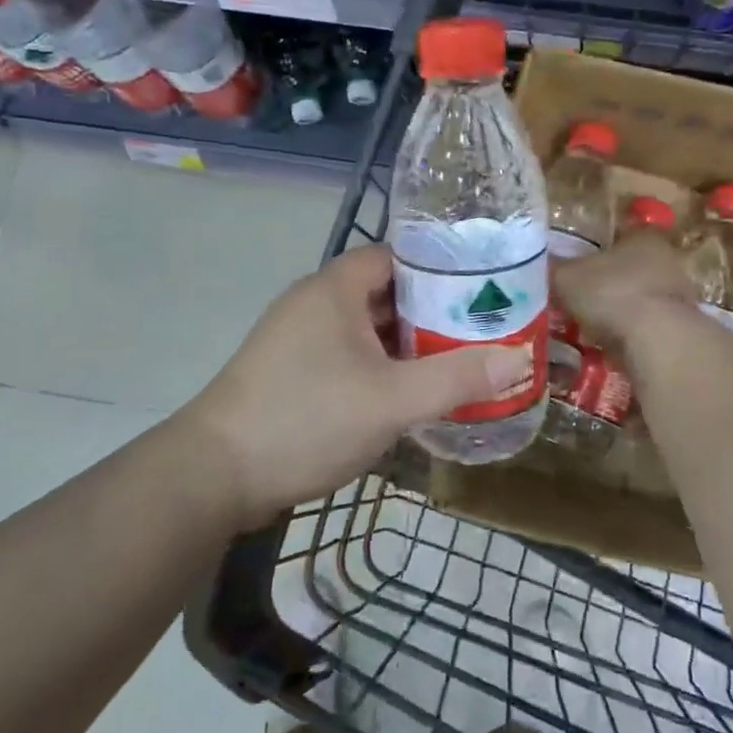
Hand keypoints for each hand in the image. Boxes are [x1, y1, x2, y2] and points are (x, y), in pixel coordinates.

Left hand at [179, 243, 533, 529]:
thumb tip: (518, 358)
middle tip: (482, 329)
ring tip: (459, 360)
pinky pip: (350, 356)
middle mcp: (315, 303)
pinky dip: (382, 367)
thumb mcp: (391, 400)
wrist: (213, 477)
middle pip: (386, 292)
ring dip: (408, 343)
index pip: (397, 255)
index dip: (441, 267)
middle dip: (433, 311)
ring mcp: (299, 339)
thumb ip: (456, 378)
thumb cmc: (305, 419)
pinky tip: (410, 393)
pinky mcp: (292, 373)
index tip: (484, 288)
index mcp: (335, 289)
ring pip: (368, 329)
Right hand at [552, 233, 696, 355]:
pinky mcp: (681, 327)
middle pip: (629, 266)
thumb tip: (537, 263)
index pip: (617, 233)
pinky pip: (647, 325)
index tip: (575, 264)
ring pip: (639, 297)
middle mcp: (666, 259)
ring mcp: (678, 294)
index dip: (594, 248)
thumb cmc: (611, 293)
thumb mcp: (566, 277)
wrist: (657, 341)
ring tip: (591, 325)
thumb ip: (553, 268)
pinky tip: (609, 344)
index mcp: (642, 236)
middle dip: (606, 281)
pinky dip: (630, 333)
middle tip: (579, 297)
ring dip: (619, 309)